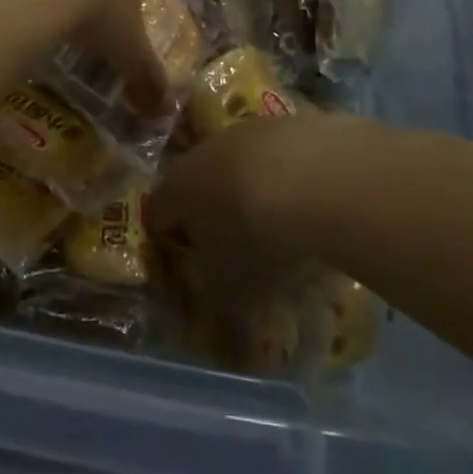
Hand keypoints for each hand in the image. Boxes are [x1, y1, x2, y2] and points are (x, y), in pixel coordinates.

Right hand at [148, 113, 323, 317]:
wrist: (314, 177)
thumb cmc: (256, 243)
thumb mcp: (236, 299)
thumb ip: (228, 325)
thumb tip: (233, 352)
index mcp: (178, 189)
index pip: (158, 211)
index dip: (168, 237)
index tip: (183, 261)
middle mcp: (205, 150)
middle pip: (201, 181)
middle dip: (213, 211)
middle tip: (234, 248)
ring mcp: (248, 130)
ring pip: (242, 163)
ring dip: (253, 190)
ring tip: (280, 228)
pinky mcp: (290, 122)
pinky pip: (283, 155)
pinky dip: (291, 177)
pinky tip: (312, 204)